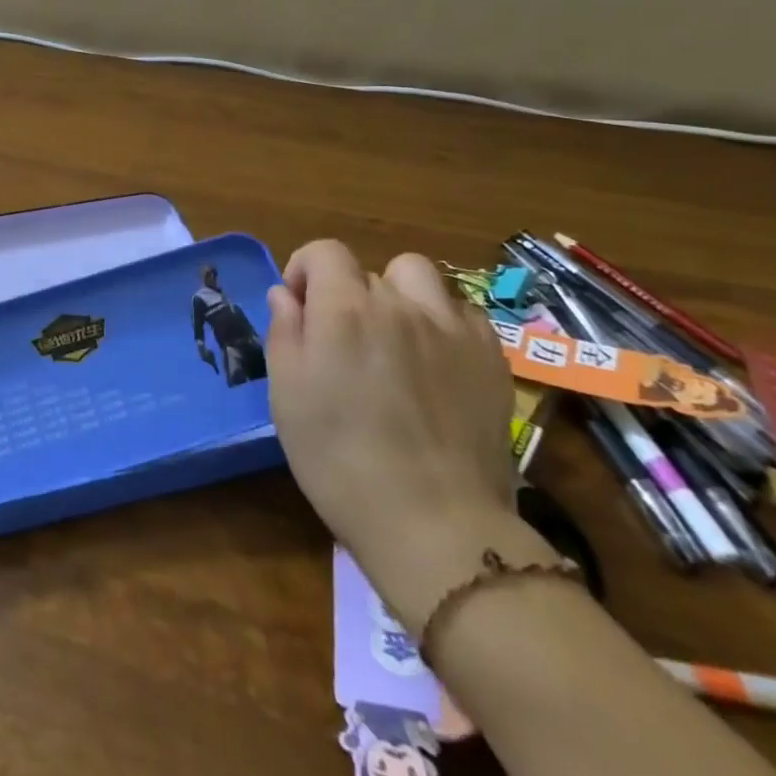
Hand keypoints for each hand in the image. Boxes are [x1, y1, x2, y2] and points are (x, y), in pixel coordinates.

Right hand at [267, 241, 531, 627]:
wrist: (432, 523)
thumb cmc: (338, 458)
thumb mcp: (287, 393)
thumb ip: (284, 331)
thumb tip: (286, 295)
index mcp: (344, 309)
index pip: (324, 252)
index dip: (304, 271)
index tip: (298, 309)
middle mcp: (400, 304)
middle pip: (367, 271)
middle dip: (346, 294)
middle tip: (342, 343)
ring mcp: (452, 328)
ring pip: (419, 279)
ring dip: (398, 296)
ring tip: (393, 339)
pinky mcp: (491, 358)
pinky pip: (461, 313)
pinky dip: (440, 323)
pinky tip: (434, 362)